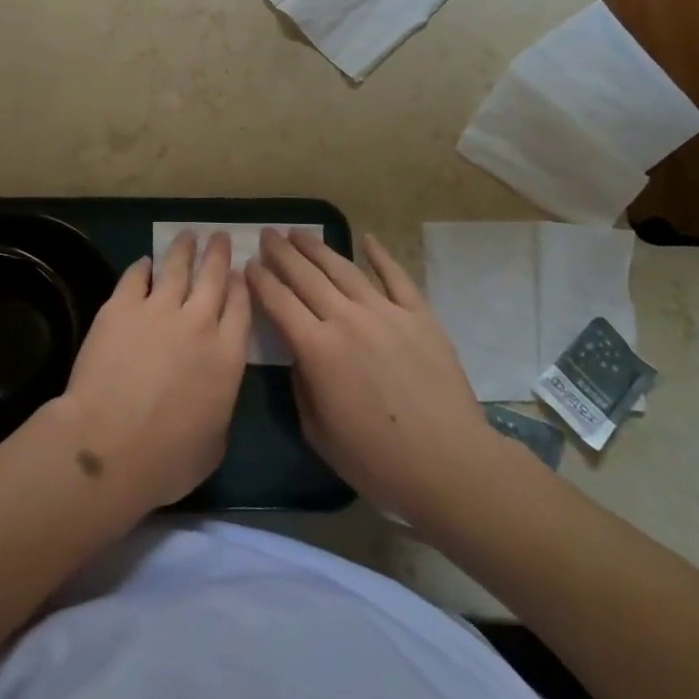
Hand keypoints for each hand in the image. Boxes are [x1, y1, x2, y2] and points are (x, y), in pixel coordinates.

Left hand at [49, 231, 250, 513]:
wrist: (109, 445)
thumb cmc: (168, 459)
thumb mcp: (214, 444)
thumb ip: (219, 408)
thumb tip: (211, 395)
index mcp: (227, 356)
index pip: (241, 307)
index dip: (241, 286)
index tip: (239, 272)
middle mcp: (198, 322)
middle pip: (213, 277)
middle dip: (217, 254)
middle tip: (218, 236)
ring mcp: (158, 309)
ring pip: (176, 268)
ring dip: (183, 249)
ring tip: (188, 235)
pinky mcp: (121, 307)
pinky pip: (135, 277)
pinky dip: (142, 267)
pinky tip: (144, 262)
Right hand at [248, 228, 493, 527]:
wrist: (450, 465)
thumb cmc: (378, 461)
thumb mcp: (319, 432)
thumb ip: (302, 386)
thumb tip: (301, 354)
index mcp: (317, 349)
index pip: (279, 302)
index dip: (261, 280)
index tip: (248, 263)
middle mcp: (347, 320)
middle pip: (306, 276)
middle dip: (282, 253)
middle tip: (268, 234)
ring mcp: (386, 313)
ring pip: (344, 269)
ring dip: (318, 248)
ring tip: (300, 232)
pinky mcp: (419, 316)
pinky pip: (396, 277)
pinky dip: (380, 255)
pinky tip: (367, 239)